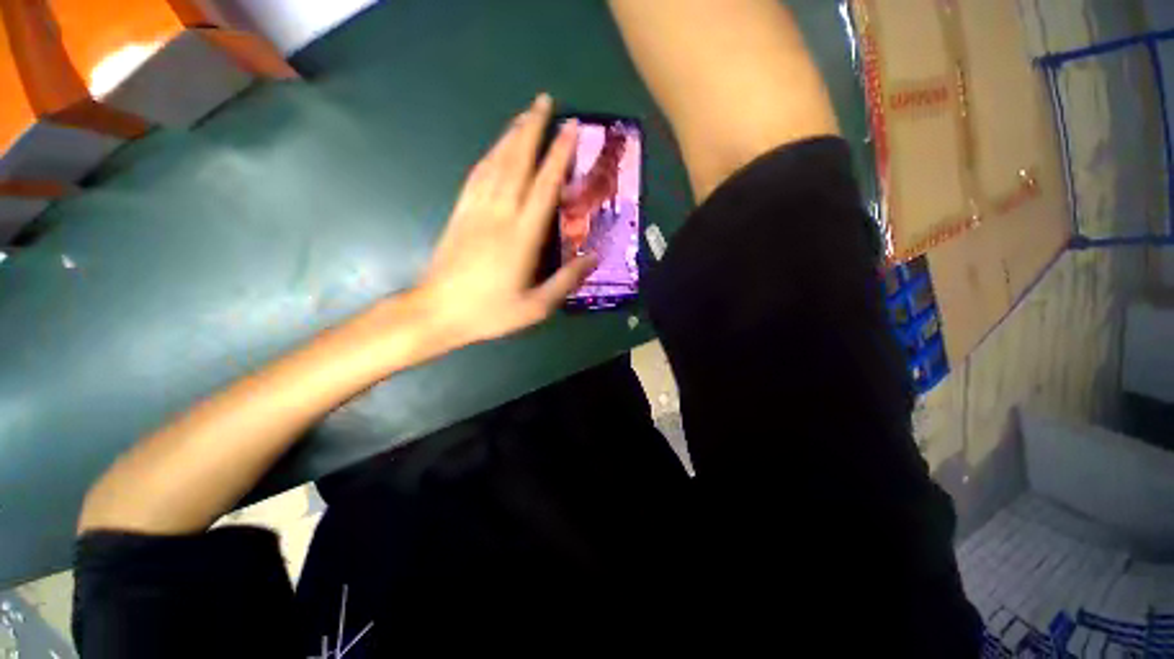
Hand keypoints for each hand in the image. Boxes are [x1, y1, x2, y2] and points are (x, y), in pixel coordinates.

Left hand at [416, 94, 596, 345]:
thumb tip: (593, 257)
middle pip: (517, 161)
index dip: (559, 155)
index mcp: (521, 236)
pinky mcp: (460, 212)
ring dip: (511, 135)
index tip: (571, 129)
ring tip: (525, 115)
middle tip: (545, 101)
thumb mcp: (535, 307)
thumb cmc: (489, 312)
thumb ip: (566, 281)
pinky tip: (496, 148)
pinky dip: (489, 156)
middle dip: (532, 128)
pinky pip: (476, 176)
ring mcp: (476, 210)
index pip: (544, 185)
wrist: (437, 311)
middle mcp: (499, 214)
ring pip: (495, 162)